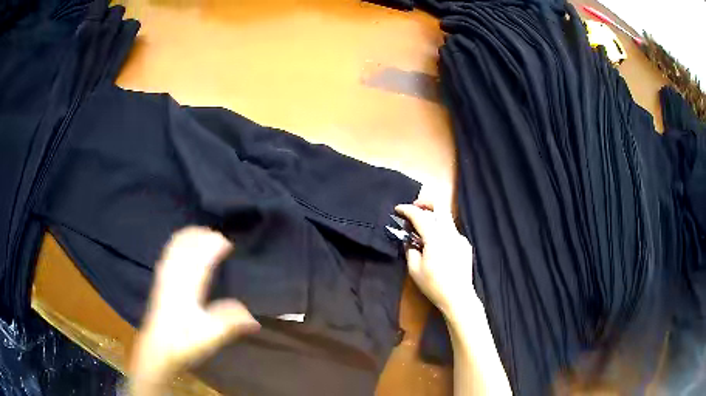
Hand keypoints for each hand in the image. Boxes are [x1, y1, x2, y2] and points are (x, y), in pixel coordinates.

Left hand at [129, 227, 259, 393]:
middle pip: (185, 245)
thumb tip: (255, 320)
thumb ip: (232, 322)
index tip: (229, 243)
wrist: (158, 349)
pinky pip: (168, 254)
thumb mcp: (212, 334)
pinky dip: (176, 243)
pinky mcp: (160, 282)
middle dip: (201, 236)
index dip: (214, 245)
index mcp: (188, 284)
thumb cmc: (184, 341)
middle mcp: (175, 275)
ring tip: (201, 233)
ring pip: (175, 247)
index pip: (201, 255)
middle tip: (218, 236)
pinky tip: (180, 246)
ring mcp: (165, 276)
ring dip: (188, 236)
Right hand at [396, 201, 477, 318]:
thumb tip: (409, 240)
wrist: (458, 297)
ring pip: (445, 219)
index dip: (407, 210)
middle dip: (425, 203)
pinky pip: (450, 231)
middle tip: (414, 209)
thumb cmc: (434, 285)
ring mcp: (460, 238)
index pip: (420, 216)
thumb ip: (410, 249)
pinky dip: (440, 231)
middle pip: (440, 207)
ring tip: (421, 231)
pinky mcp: (465, 245)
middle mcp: (450, 233)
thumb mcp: (414, 269)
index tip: (397, 209)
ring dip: (432, 218)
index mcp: (436, 238)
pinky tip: (435, 246)